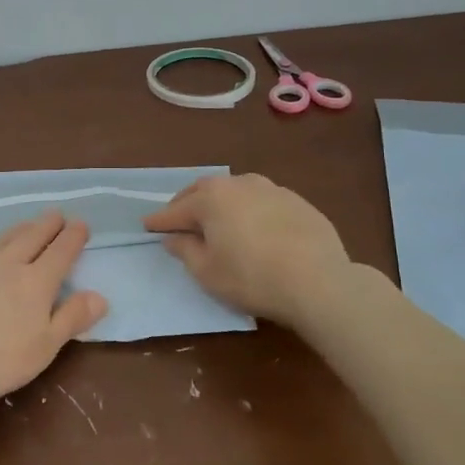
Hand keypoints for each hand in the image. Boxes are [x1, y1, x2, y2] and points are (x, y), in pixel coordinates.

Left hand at [0, 211, 107, 404]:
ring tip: (28, 224)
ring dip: (20, 228)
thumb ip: (72, 319)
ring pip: (3, 237)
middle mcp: (8, 263)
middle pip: (33, 236)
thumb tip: (101, 296)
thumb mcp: (44, 348)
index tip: (81, 224)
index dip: (73, 237)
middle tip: (57, 215)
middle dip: (48, 224)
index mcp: (36, 282)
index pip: (61, 252)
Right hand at [142, 173, 356, 330]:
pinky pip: (262, 201)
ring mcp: (271, 189)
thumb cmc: (251, 277)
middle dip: (187, 204)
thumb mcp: (207, 272)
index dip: (159, 220)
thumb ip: (185, 250)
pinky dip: (249, 211)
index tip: (146, 225)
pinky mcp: (297, 201)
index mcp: (211, 198)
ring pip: (235, 191)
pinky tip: (254, 228)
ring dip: (221, 203)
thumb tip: (175, 237)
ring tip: (217, 221)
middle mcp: (238, 183)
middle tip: (178, 220)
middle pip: (204, 191)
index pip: (176, 209)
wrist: (319, 281)